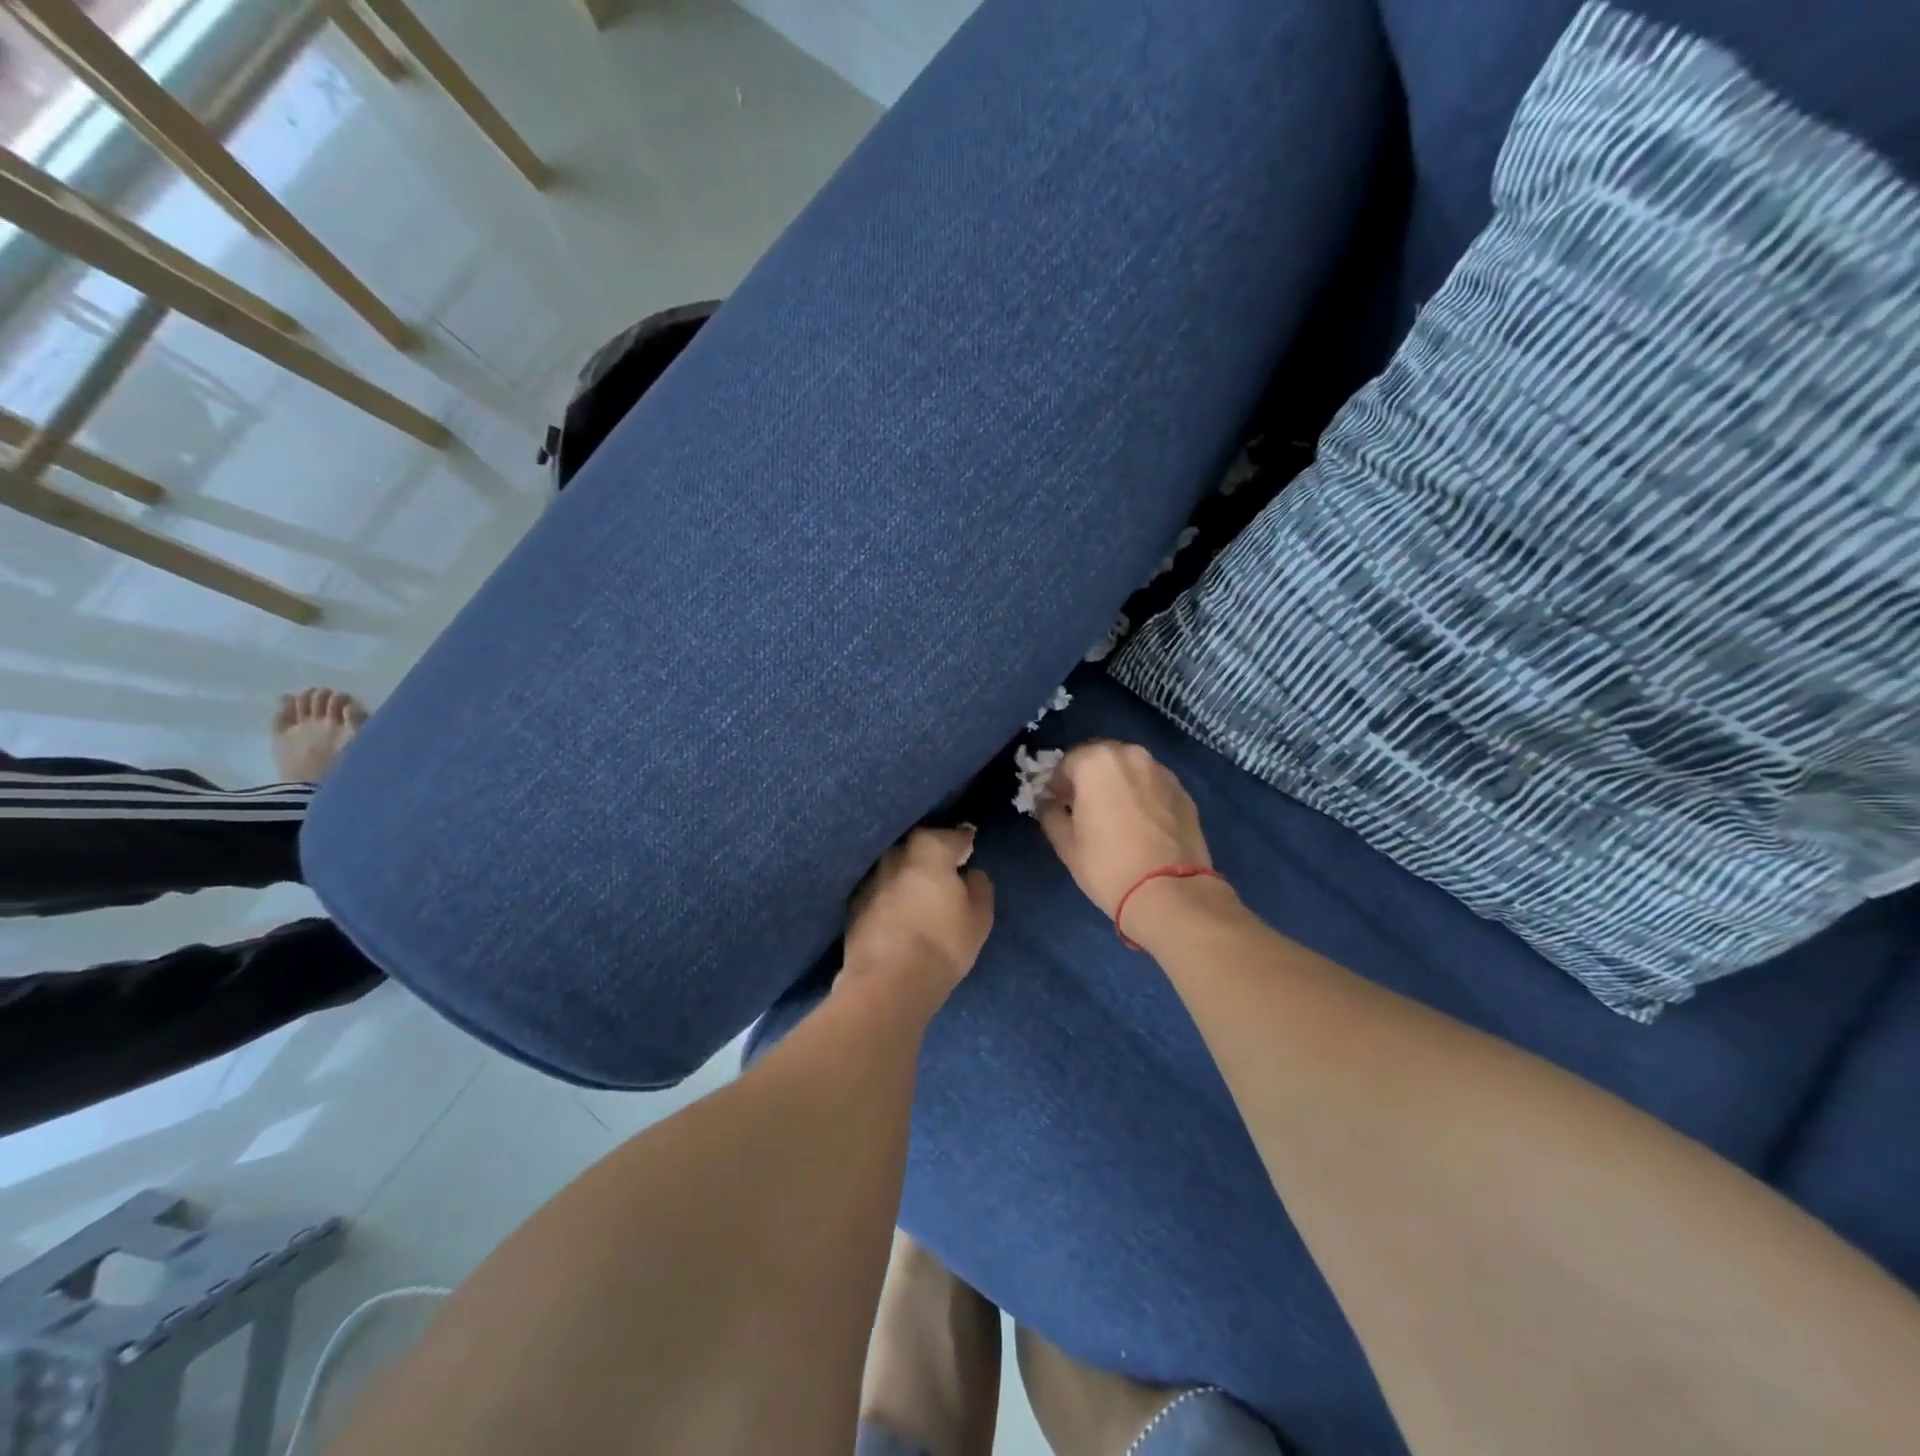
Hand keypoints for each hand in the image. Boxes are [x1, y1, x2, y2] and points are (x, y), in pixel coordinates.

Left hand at [842, 827, 994, 1004]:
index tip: (969, 847)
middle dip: (930, 852)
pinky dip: (889, 894)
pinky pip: (879, 889)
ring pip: (894, 866)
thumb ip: (979, 887)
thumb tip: (971, 873)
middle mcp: (895, 854)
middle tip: (943, 868)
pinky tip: (896, 909)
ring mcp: (870, 878)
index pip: (951, 835)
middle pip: (917, 845)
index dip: (963, 841)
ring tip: (919, 890)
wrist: (888, 981)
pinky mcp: (853, 904)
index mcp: (929, 849)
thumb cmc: (943, 944)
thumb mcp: (979, 917)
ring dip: (906, 873)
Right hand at [1036, 742, 1217, 936]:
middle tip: (1083, 807)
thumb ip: (1050, 813)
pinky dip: (1141, 794)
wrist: (1171, 892)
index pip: (1065, 762)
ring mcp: (1161, 771)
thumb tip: (1049, 803)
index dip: (1056, 784)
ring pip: (1129, 768)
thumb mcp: (1065, 843)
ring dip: (1116, 783)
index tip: (1056, 805)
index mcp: (1096, 761)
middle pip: (1099, 758)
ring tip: (1114, 814)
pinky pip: (1151, 784)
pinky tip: (1140, 822)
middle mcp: (1131, 755)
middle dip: (1087, 777)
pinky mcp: (1183, 791)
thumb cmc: (1108, 866)